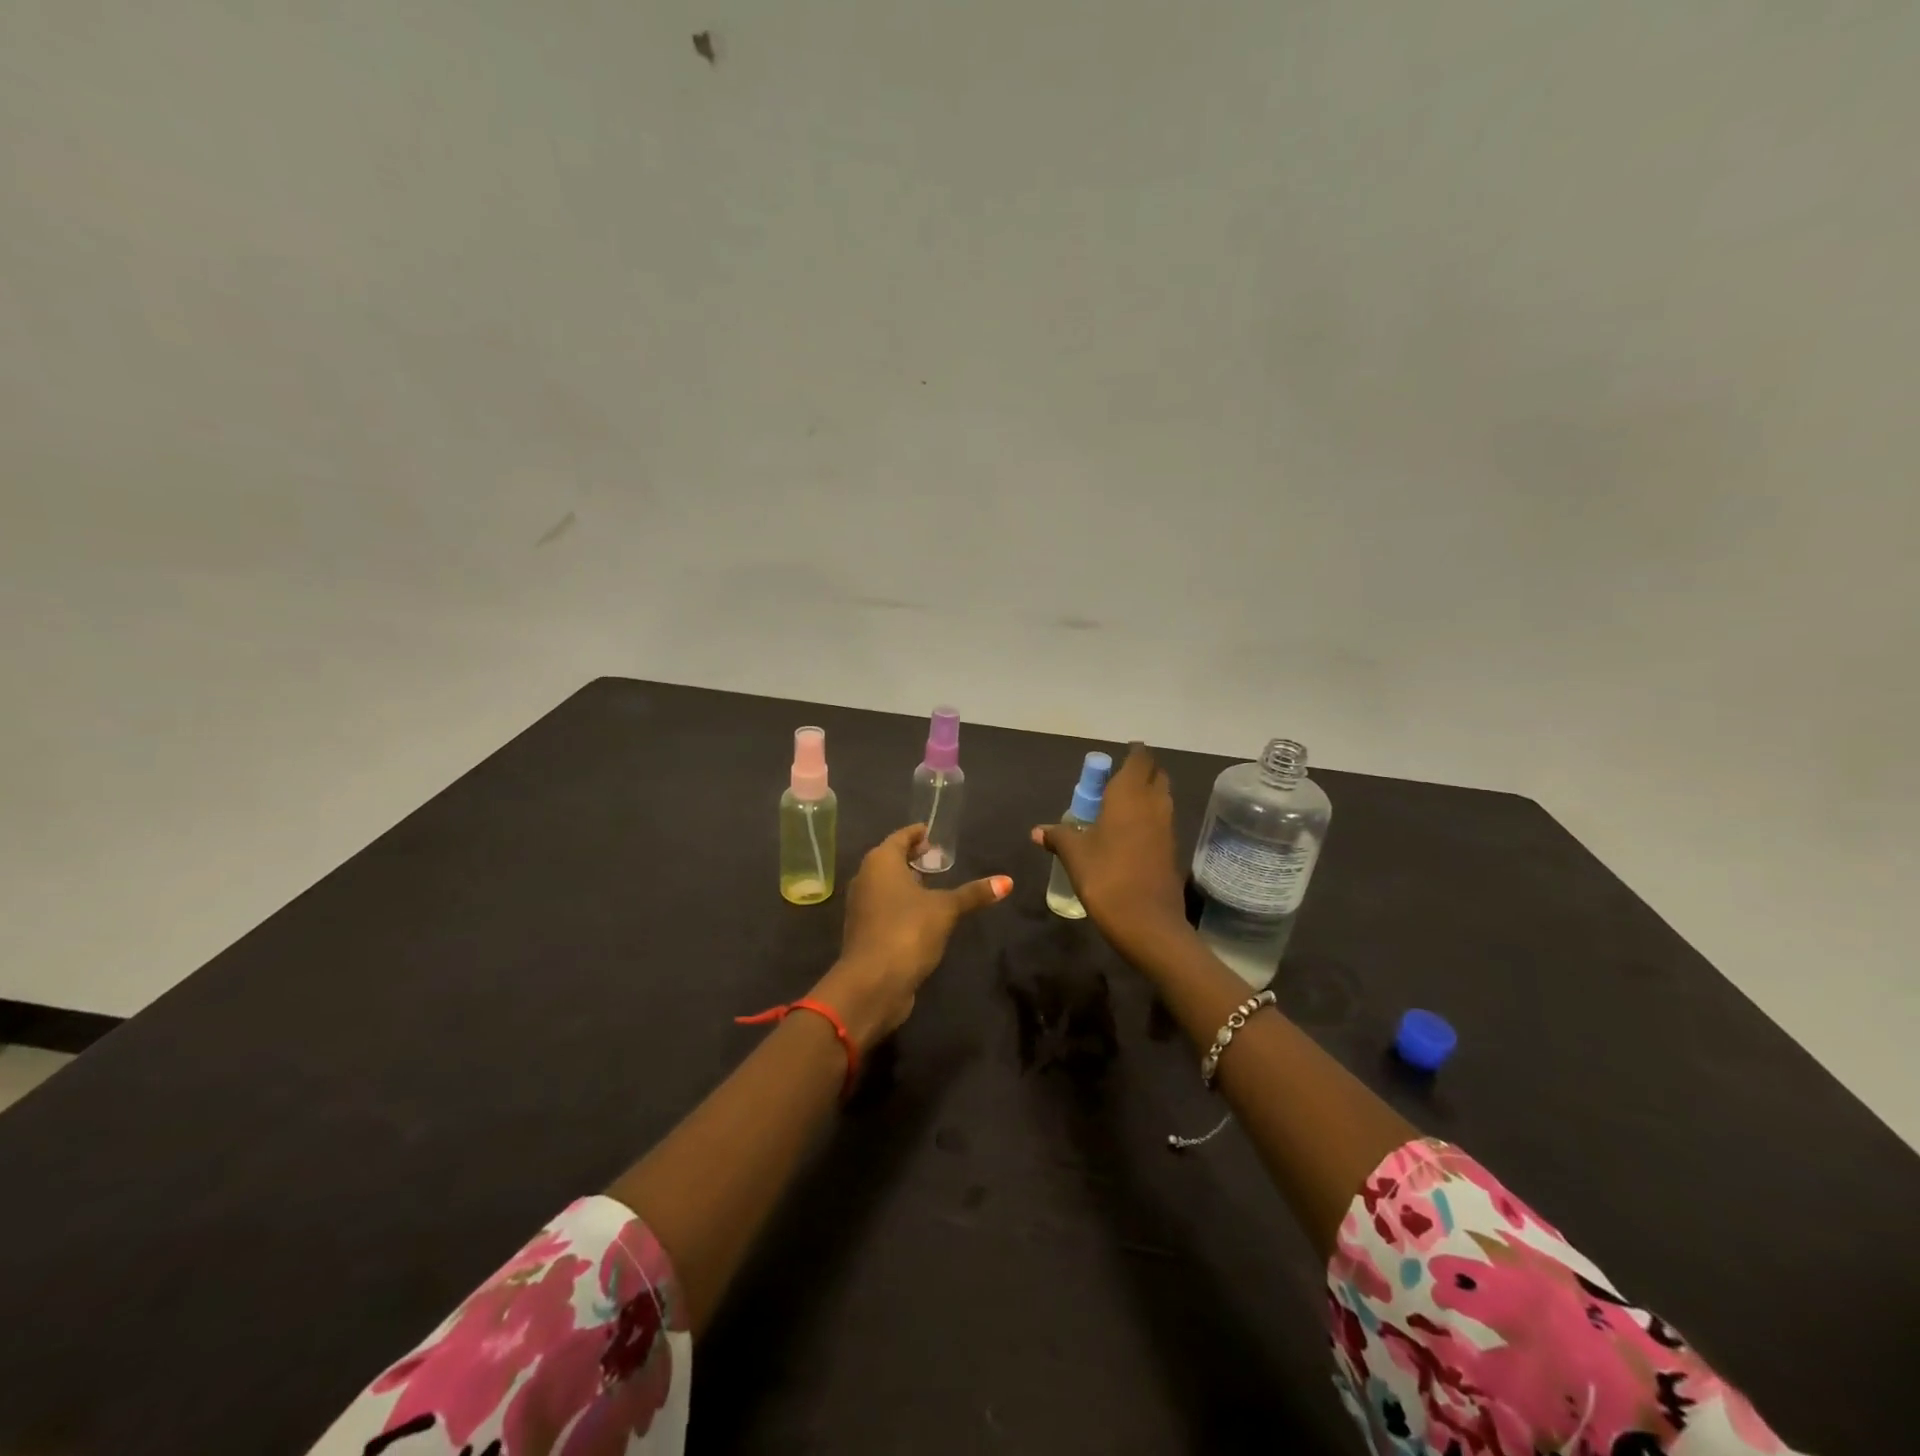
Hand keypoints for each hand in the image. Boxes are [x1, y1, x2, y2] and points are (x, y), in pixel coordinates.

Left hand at [812, 824, 1011, 1050]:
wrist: (872, 983)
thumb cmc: (907, 931)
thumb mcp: (946, 909)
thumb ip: (973, 894)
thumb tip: (1007, 881)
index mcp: (880, 862)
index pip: (900, 837)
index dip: (918, 834)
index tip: (935, 834)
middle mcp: (865, 878)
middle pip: (890, 859)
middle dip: (913, 858)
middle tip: (939, 859)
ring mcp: (861, 906)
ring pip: (885, 885)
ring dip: (907, 883)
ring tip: (934, 885)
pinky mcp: (864, 931)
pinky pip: (884, 907)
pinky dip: (901, 904)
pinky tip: (921, 914)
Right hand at [1032, 742, 1188, 962]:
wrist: (1148, 923)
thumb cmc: (1106, 877)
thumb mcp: (1074, 855)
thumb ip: (1058, 836)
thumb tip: (1037, 831)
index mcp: (1129, 795)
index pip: (1139, 759)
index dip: (1134, 753)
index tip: (1123, 752)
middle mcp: (1153, 804)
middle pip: (1156, 776)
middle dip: (1142, 772)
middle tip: (1118, 779)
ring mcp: (1167, 828)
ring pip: (1162, 799)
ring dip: (1147, 795)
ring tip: (1121, 805)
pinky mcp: (1171, 850)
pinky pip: (1162, 822)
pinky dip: (1149, 818)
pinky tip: (1129, 833)